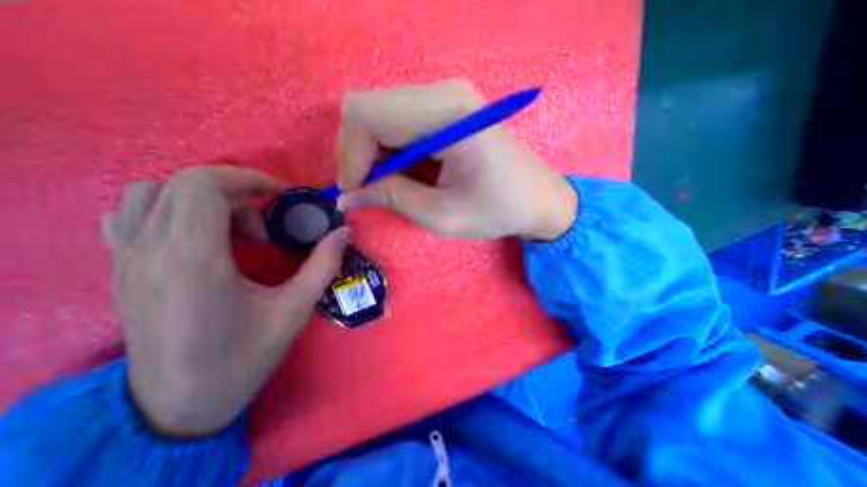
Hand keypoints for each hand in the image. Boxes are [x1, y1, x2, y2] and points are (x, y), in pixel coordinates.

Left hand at [104, 166, 350, 437]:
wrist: (179, 405)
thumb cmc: (244, 356)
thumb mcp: (295, 309)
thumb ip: (323, 264)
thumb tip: (343, 232)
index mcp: (194, 261)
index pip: (203, 186)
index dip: (248, 179)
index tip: (282, 196)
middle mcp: (150, 251)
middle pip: (182, 183)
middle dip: (235, 189)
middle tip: (267, 219)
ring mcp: (126, 260)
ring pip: (151, 193)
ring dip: (203, 197)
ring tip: (236, 225)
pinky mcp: (122, 270)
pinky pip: (132, 215)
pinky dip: (170, 208)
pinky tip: (201, 234)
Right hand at [333, 78, 573, 238]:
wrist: (536, 197)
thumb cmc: (497, 210)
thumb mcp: (442, 215)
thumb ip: (391, 199)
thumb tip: (346, 196)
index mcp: (448, 115)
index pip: (367, 114)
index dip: (351, 155)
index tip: (354, 191)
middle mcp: (444, 93)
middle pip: (367, 108)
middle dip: (357, 152)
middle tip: (367, 189)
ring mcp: (445, 96)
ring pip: (379, 113)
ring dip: (372, 151)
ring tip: (388, 184)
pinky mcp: (446, 107)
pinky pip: (397, 120)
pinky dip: (388, 148)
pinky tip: (403, 171)